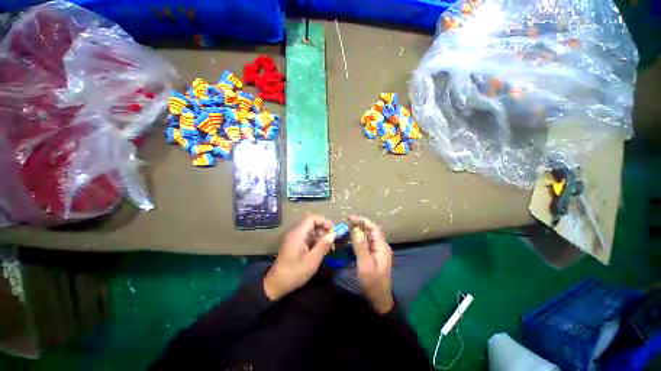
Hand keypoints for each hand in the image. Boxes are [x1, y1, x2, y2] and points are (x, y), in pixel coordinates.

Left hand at [264, 215, 334, 300]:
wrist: (276, 285)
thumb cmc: (294, 273)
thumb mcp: (312, 261)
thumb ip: (323, 246)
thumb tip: (333, 235)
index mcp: (298, 234)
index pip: (312, 219)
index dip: (324, 221)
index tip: (333, 230)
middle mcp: (295, 233)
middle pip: (311, 224)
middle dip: (323, 229)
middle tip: (332, 240)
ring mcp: (294, 239)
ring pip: (310, 231)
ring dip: (320, 236)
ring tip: (328, 246)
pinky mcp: (294, 245)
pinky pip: (307, 238)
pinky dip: (315, 241)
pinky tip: (321, 250)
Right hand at [349, 215, 393, 313]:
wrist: (379, 300)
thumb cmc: (372, 283)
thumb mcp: (365, 264)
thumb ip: (361, 246)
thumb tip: (356, 229)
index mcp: (382, 247)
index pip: (374, 228)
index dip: (363, 221)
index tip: (350, 217)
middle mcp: (382, 246)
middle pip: (372, 230)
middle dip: (361, 223)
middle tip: (348, 221)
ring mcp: (379, 251)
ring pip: (370, 236)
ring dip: (360, 229)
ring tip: (349, 226)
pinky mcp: (375, 256)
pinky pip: (368, 242)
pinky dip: (360, 237)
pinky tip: (353, 237)